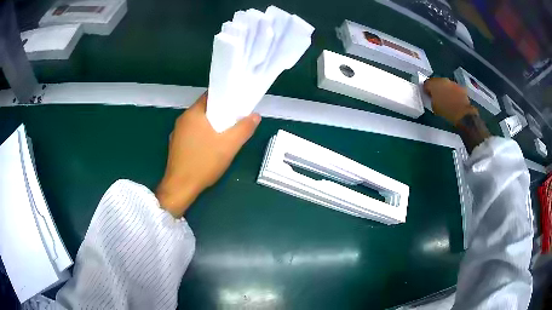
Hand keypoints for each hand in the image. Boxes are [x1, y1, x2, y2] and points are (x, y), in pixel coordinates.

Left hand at [156, 92, 260, 217]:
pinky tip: (210, 147)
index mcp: (193, 113)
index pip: (210, 96)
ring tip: (225, 133)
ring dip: (211, 125)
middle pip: (204, 110)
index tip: (237, 104)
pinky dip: (202, 135)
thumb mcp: (229, 145)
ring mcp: (177, 133)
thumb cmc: (204, 163)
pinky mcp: (176, 146)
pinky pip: (192, 134)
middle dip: (220, 113)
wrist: (180, 187)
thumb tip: (255, 116)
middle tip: (235, 120)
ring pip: (198, 123)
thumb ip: (244, 129)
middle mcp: (182, 120)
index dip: (225, 97)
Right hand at [423, 77, 477, 124]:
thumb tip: (433, 97)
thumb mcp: (434, 108)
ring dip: (445, 89)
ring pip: (445, 84)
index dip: (426, 89)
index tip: (428, 95)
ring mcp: (452, 82)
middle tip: (437, 96)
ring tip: (446, 98)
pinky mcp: (460, 86)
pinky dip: (453, 91)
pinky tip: (454, 99)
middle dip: (436, 88)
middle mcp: (442, 80)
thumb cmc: (446, 112)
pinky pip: (454, 87)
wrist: (463, 114)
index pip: (426, 83)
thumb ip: (432, 99)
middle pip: (436, 81)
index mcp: (433, 85)